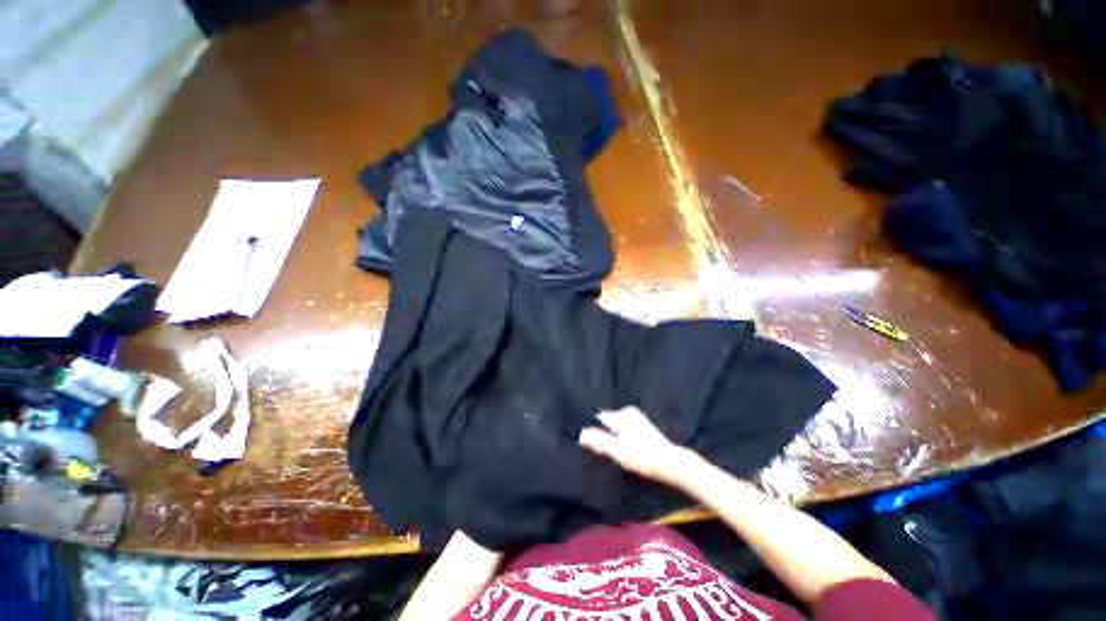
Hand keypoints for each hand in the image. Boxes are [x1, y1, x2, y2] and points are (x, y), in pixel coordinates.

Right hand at [578, 406, 696, 486]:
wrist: (671, 463)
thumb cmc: (643, 457)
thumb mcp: (618, 451)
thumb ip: (599, 441)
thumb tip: (581, 433)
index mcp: (621, 415)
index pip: (600, 419)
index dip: (595, 433)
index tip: (597, 446)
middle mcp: (628, 412)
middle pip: (608, 422)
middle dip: (605, 435)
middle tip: (610, 453)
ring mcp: (636, 417)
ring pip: (616, 426)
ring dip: (614, 438)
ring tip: (620, 453)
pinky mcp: (642, 425)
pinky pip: (624, 428)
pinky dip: (622, 438)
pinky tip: (628, 450)